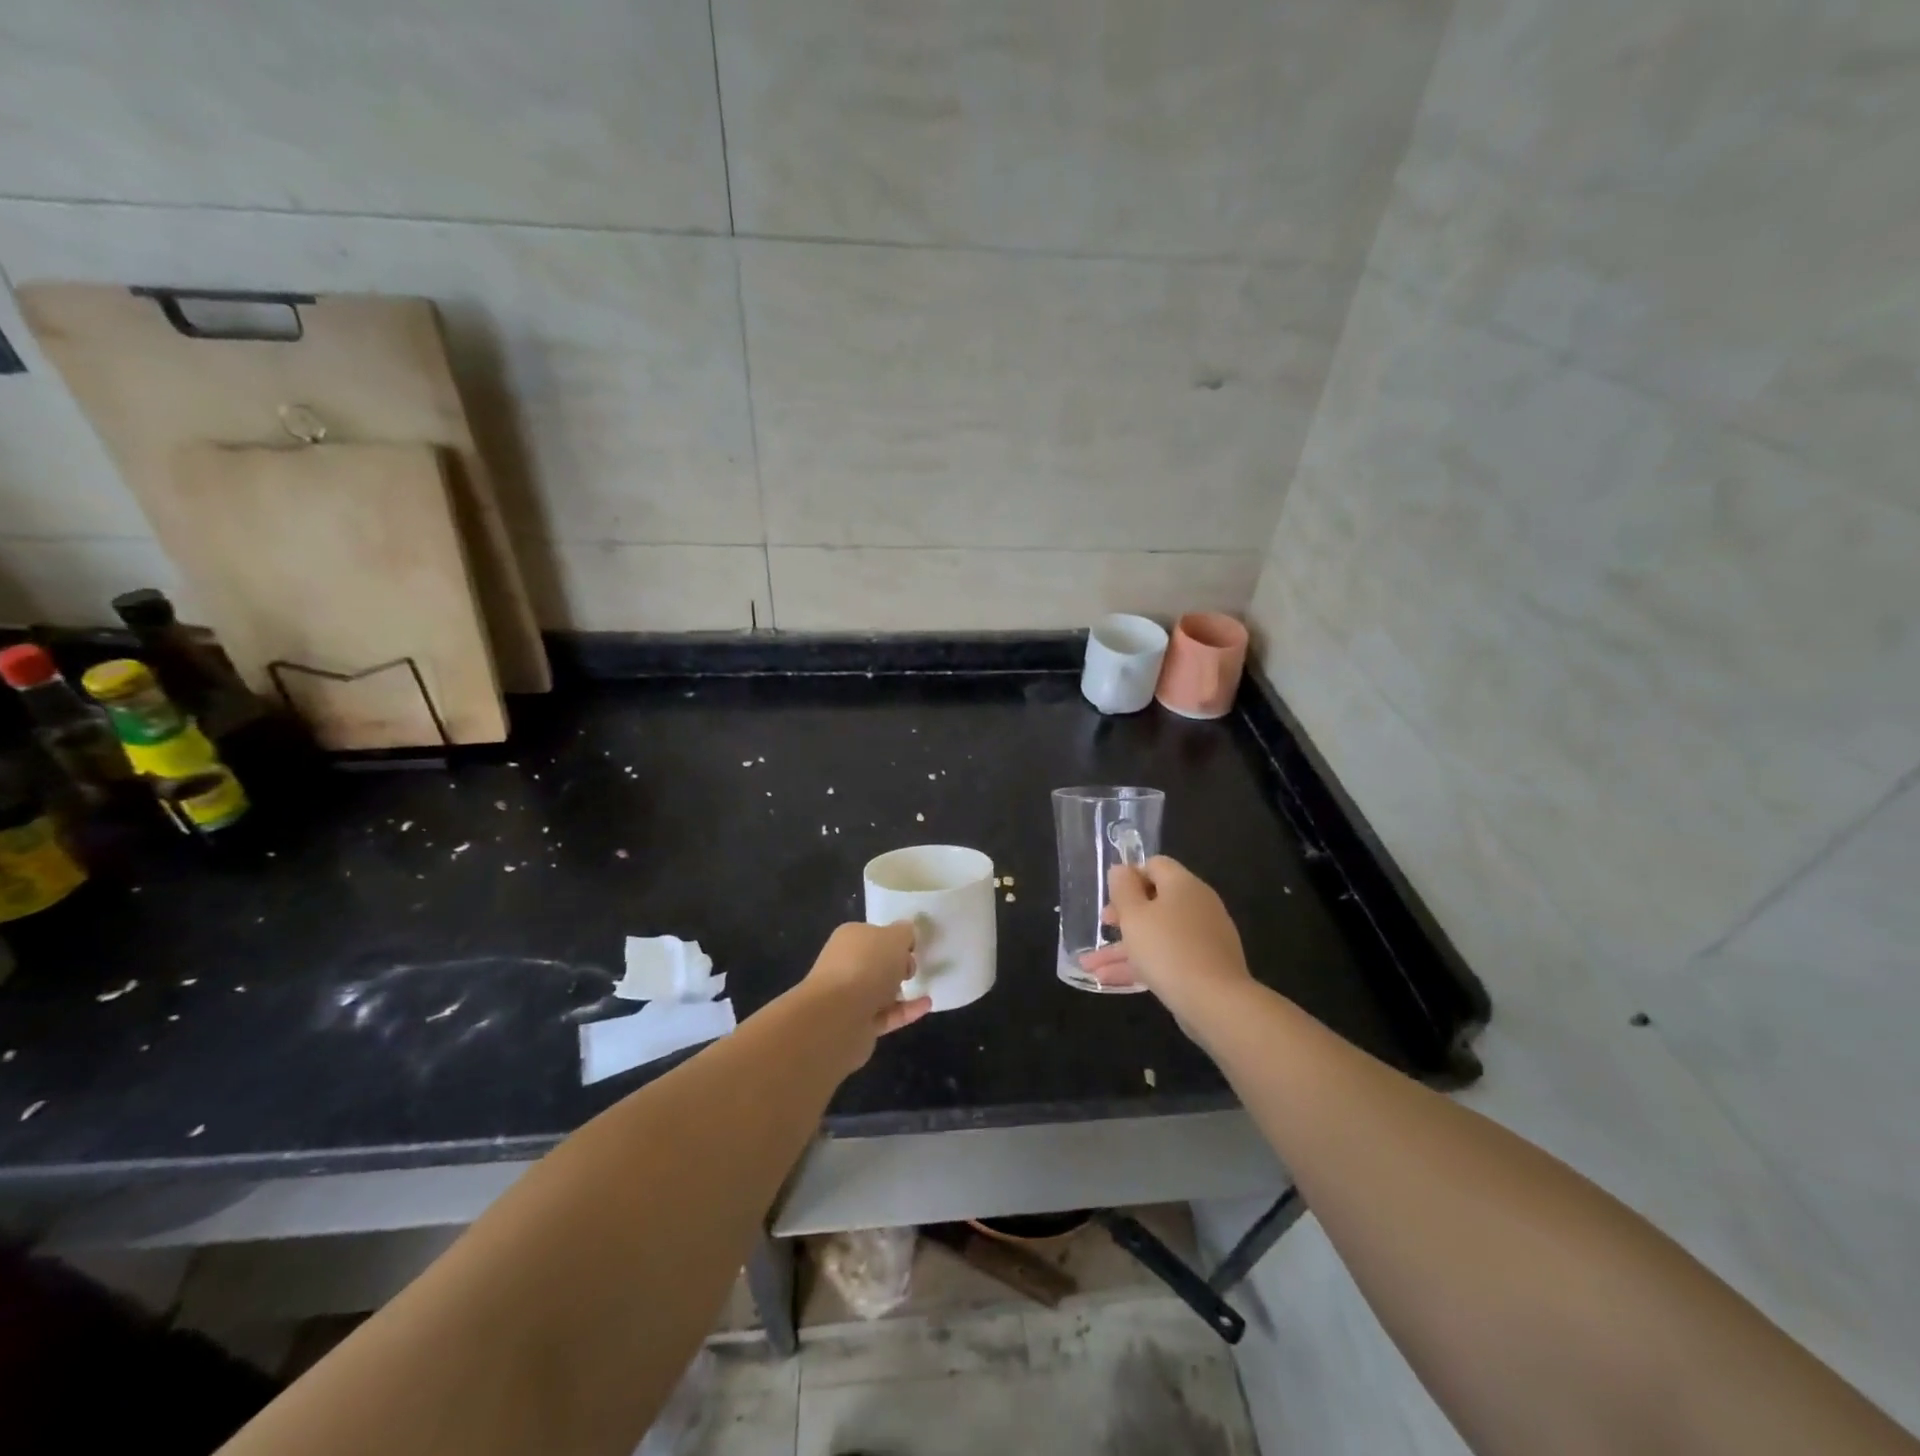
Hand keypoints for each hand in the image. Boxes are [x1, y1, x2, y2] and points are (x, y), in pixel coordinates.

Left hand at [801, 921, 931, 1068]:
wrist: (838, 1017)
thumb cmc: (866, 966)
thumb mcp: (895, 937)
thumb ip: (904, 933)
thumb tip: (907, 934)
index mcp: (850, 938)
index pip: (874, 934)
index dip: (895, 938)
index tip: (915, 946)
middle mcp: (846, 965)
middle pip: (876, 962)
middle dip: (897, 964)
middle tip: (915, 967)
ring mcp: (850, 997)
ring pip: (880, 990)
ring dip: (900, 989)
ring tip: (925, 985)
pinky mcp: (859, 1025)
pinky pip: (887, 1014)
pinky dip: (906, 1010)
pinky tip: (926, 1005)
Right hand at [1081, 857, 1251, 1019]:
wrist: (1216, 1002)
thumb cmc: (1167, 949)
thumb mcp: (1134, 915)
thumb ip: (1123, 888)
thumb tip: (1121, 869)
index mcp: (1183, 885)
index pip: (1155, 865)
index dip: (1130, 876)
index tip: (1110, 895)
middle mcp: (1197, 905)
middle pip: (1155, 901)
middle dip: (1123, 915)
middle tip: (1103, 926)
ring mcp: (1203, 937)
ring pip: (1157, 934)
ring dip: (1123, 947)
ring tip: (1090, 965)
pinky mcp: (1204, 965)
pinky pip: (1167, 956)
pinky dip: (1141, 963)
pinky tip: (1109, 980)